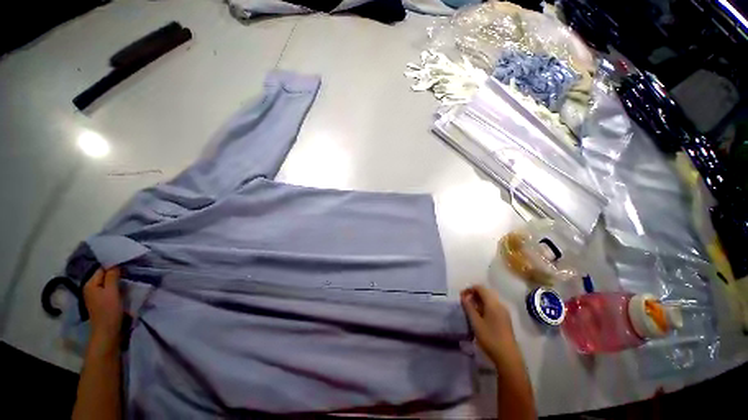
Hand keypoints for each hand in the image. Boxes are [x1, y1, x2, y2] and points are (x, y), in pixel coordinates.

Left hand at [83, 267, 122, 347]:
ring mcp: (94, 295)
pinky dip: (114, 287)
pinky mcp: (100, 301)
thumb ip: (112, 276)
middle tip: (129, 271)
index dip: (113, 265)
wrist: (107, 330)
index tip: (126, 264)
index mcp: (90, 283)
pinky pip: (107, 289)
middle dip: (114, 273)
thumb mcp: (112, 291)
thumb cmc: (109, 310)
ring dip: (115, 280)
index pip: (101, 268)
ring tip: (127, 278)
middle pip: (103, 275)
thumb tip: (115, 264)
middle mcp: (89, 288)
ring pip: (106, 282)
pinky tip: (122, 288)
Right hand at [460, 285, 517, 365]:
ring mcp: (504, 312)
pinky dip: (484, 307)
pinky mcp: (505, 319)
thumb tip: (464, 297)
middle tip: (464, 303)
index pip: (480, 288)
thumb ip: (469, 307)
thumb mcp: (476, 322)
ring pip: (489, 300)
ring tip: (469, 310)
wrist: (508, 357)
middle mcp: (500, 304)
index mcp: (493, 303)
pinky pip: (493, 307)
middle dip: (473, 295)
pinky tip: (479, 316)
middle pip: (485, 293)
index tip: (461, 297)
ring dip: (478, 301)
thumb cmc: (490, 338)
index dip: (469, 289)